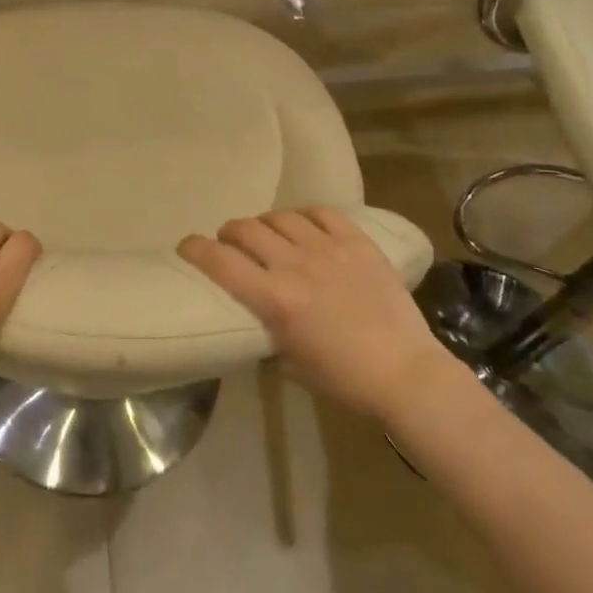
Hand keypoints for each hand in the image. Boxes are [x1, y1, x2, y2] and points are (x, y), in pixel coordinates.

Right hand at [178, 207, 464, 424]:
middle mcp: (296, 265)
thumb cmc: (344, 380)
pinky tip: (303, 227)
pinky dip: (304, 216)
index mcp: (276, 300)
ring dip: (264, 223)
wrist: (406, 373)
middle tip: (230, 243)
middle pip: (246, 229)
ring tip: (267, 234)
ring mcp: (329, 249)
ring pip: (280, 217)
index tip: (186, 246)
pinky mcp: (357, 242)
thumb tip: (255, 319)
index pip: (220, 262)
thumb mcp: (290, 366)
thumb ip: (266, 335)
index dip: (195, 249)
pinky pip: (322, 213)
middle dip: (229, 233)